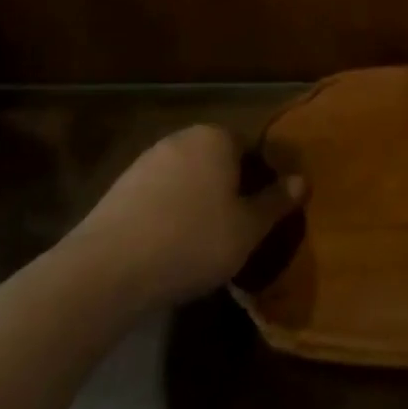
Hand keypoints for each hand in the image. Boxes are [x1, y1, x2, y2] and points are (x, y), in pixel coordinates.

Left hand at [70, 124, 303, 305]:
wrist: (106, 270)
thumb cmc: (192, 240)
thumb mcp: (248, 228)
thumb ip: (276, 201)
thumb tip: (301, 179)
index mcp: (216, 137)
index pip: (250, 147)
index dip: (262, 177)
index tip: (264, 209)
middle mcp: (180, 139)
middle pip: (217, 160)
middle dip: (229, 187)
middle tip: (239, 225)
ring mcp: (144, 162)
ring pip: (186, 178)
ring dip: (197, 201)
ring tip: (204, 241)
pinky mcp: (117, 190)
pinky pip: (158, 197)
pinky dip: (168, 214)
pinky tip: (170, 247)